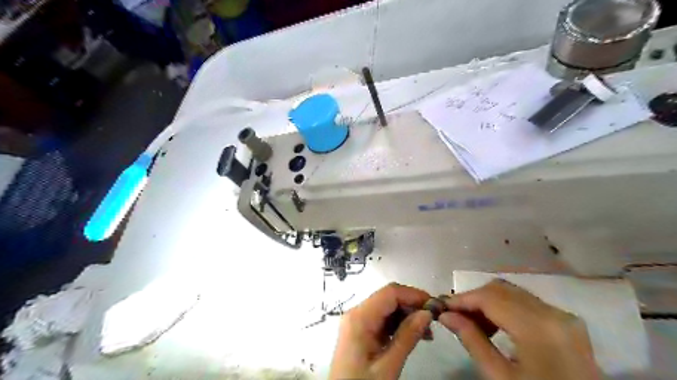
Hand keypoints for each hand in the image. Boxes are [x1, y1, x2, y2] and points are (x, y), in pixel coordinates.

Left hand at [330, 284, 433, 377]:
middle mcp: (356, 313)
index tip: (435, 306)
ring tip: (426, 333)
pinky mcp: (360, 331)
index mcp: (360, 317)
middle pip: (388, 298)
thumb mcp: (387, 366)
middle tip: (433, 321)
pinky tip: (412, 335)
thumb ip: (407, 337)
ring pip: (387, 307)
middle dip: (412, 305)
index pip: (390, 293)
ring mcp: (357, 321)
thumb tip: (427, 313)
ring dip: (407, 315)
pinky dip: (398, 324)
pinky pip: (382, 319)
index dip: (414, 295)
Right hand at [440, 280, 601, 379]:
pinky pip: (526, 302)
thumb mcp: (501, 378)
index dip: (462, 299)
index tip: (440, 306)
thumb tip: (445, 315)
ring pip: (513, 292)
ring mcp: (564, 315)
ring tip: (473, 323)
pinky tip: (495, 325)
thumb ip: (472, 341)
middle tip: (454, 316)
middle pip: (501, 289)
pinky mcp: (567, 321)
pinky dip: (505, 307)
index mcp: (538, 328)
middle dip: (473, 299)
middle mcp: (554, 313)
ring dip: (488, 302)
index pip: (490, 298)